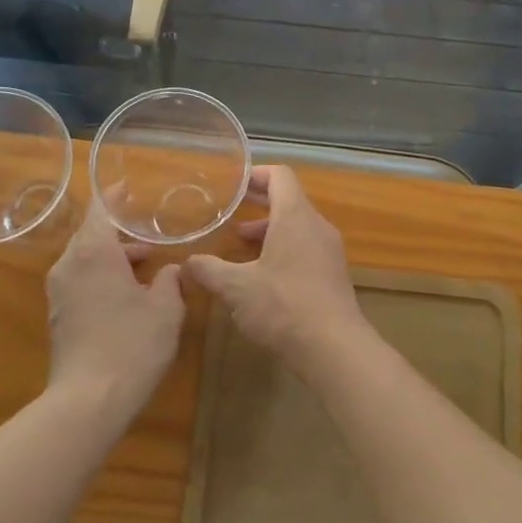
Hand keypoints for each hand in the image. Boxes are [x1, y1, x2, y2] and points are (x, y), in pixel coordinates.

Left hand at [44, 199, 185, 415]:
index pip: (100, 209)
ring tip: (144, 265)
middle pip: (90, 234)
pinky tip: (126, 294)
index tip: (129, 188)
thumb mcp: (166, 309)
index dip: (114, 197)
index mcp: (94, 252)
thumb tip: (171, 270)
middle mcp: (70, 264)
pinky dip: (101, 276)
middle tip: (148, 233)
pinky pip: (80, 280)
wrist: (89, 400)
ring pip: (85, 259)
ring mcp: (59, 291)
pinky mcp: (58, 315)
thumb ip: (170, 281)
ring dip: (111, 257)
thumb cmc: (132, 344)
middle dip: (118, 231)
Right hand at [183, 167, 367, 371]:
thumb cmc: (283, 306)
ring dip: (270, 230)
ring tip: (242, 244)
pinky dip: (284, 249)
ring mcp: (329, 251)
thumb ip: (209, 270)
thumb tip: (187, 262)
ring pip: (298, 227)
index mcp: (295, 217)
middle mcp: (317, 226)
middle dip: (260, 204)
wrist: (334, 348)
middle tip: (232, 211)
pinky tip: (263, 275)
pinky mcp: (334, 275)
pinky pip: (307, 248)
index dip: (257, 174)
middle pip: (290, 201)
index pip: (280, 176)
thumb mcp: (235, 288)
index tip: (234, 184)